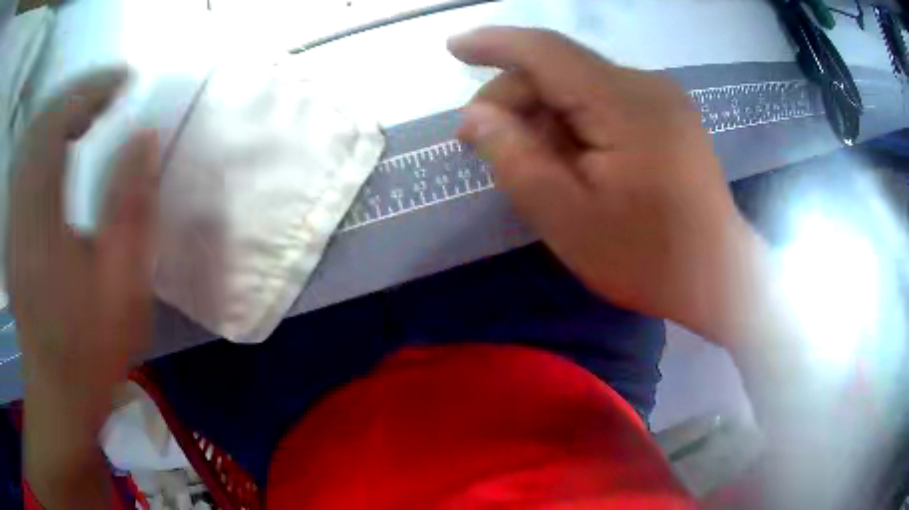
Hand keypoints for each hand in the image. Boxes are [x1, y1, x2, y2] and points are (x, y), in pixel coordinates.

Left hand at [8, 69, 158, 416]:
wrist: (57, 397)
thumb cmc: (90, 350)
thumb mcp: (122, 287)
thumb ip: (131, 207)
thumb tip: (146, 137)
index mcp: (41, 218)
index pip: (57, 123)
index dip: (91, 90)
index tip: (125, 81)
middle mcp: (19, 207)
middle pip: (40, 122)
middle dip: (76, 94)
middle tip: (111, 90)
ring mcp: (12, 219)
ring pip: (30, 139)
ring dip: (60, 111)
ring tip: (91, 109)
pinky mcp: (12, 230)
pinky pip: (24, 163)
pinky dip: (44, 139)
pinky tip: (61, 144)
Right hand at [449, 27, 766, 340]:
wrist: (716, 276)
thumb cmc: (645, 256)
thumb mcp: (567, 218)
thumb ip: (515, 159)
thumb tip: (477, 116)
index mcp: (623, 103)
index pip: (545, 51)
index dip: (494, 44)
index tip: (453, 47)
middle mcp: (646, 85)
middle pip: (562, 69)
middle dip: (515, 97)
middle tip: (481, 142)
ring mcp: (662, 99)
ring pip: (582, 85)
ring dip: (544, 112)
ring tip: (526, 157)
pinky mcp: (669, 115)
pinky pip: (606, 101)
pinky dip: (574, 120)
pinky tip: (566, 155)